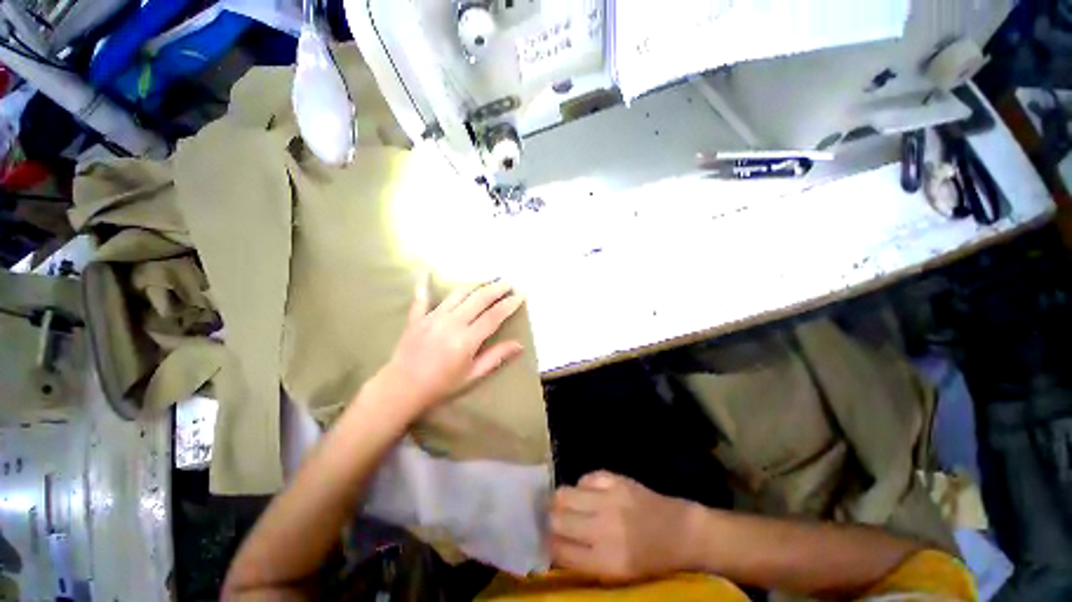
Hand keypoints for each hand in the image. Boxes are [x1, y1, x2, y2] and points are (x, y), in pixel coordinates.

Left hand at [378, 275, 525, 415]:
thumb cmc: (441, 385)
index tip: (520, 294)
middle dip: (496, 288)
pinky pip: (421, 296)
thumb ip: (496, 357)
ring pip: (458, 293)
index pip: (494, 316)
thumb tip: (519, 345)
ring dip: (475, 284)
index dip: (509, 304)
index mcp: (467, 339)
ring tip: (487, 281)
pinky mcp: (417, 317)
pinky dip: (423, 282)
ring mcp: (433, 317)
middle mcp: (452, 323)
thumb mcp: (472, 375)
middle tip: (508, 283)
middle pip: (479, 298)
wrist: (402, 389)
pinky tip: (423, 268)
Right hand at [549, 471, 700, 581]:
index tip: (547, 539)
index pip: (559, 550)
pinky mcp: (617, 480)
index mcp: (605, 561)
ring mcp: (610, 500)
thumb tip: (555, 544)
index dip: (548, 544)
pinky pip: (587, 478)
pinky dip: (583, 485)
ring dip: (560, 499)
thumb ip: (585, 560)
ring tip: (563, 503)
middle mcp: (604, 529)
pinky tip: (588, 492)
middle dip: (549, 519)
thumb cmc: (649, 559)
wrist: (680, 532)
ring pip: (565, 493)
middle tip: (551, 519)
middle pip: (557, 519)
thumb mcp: (618, 573)